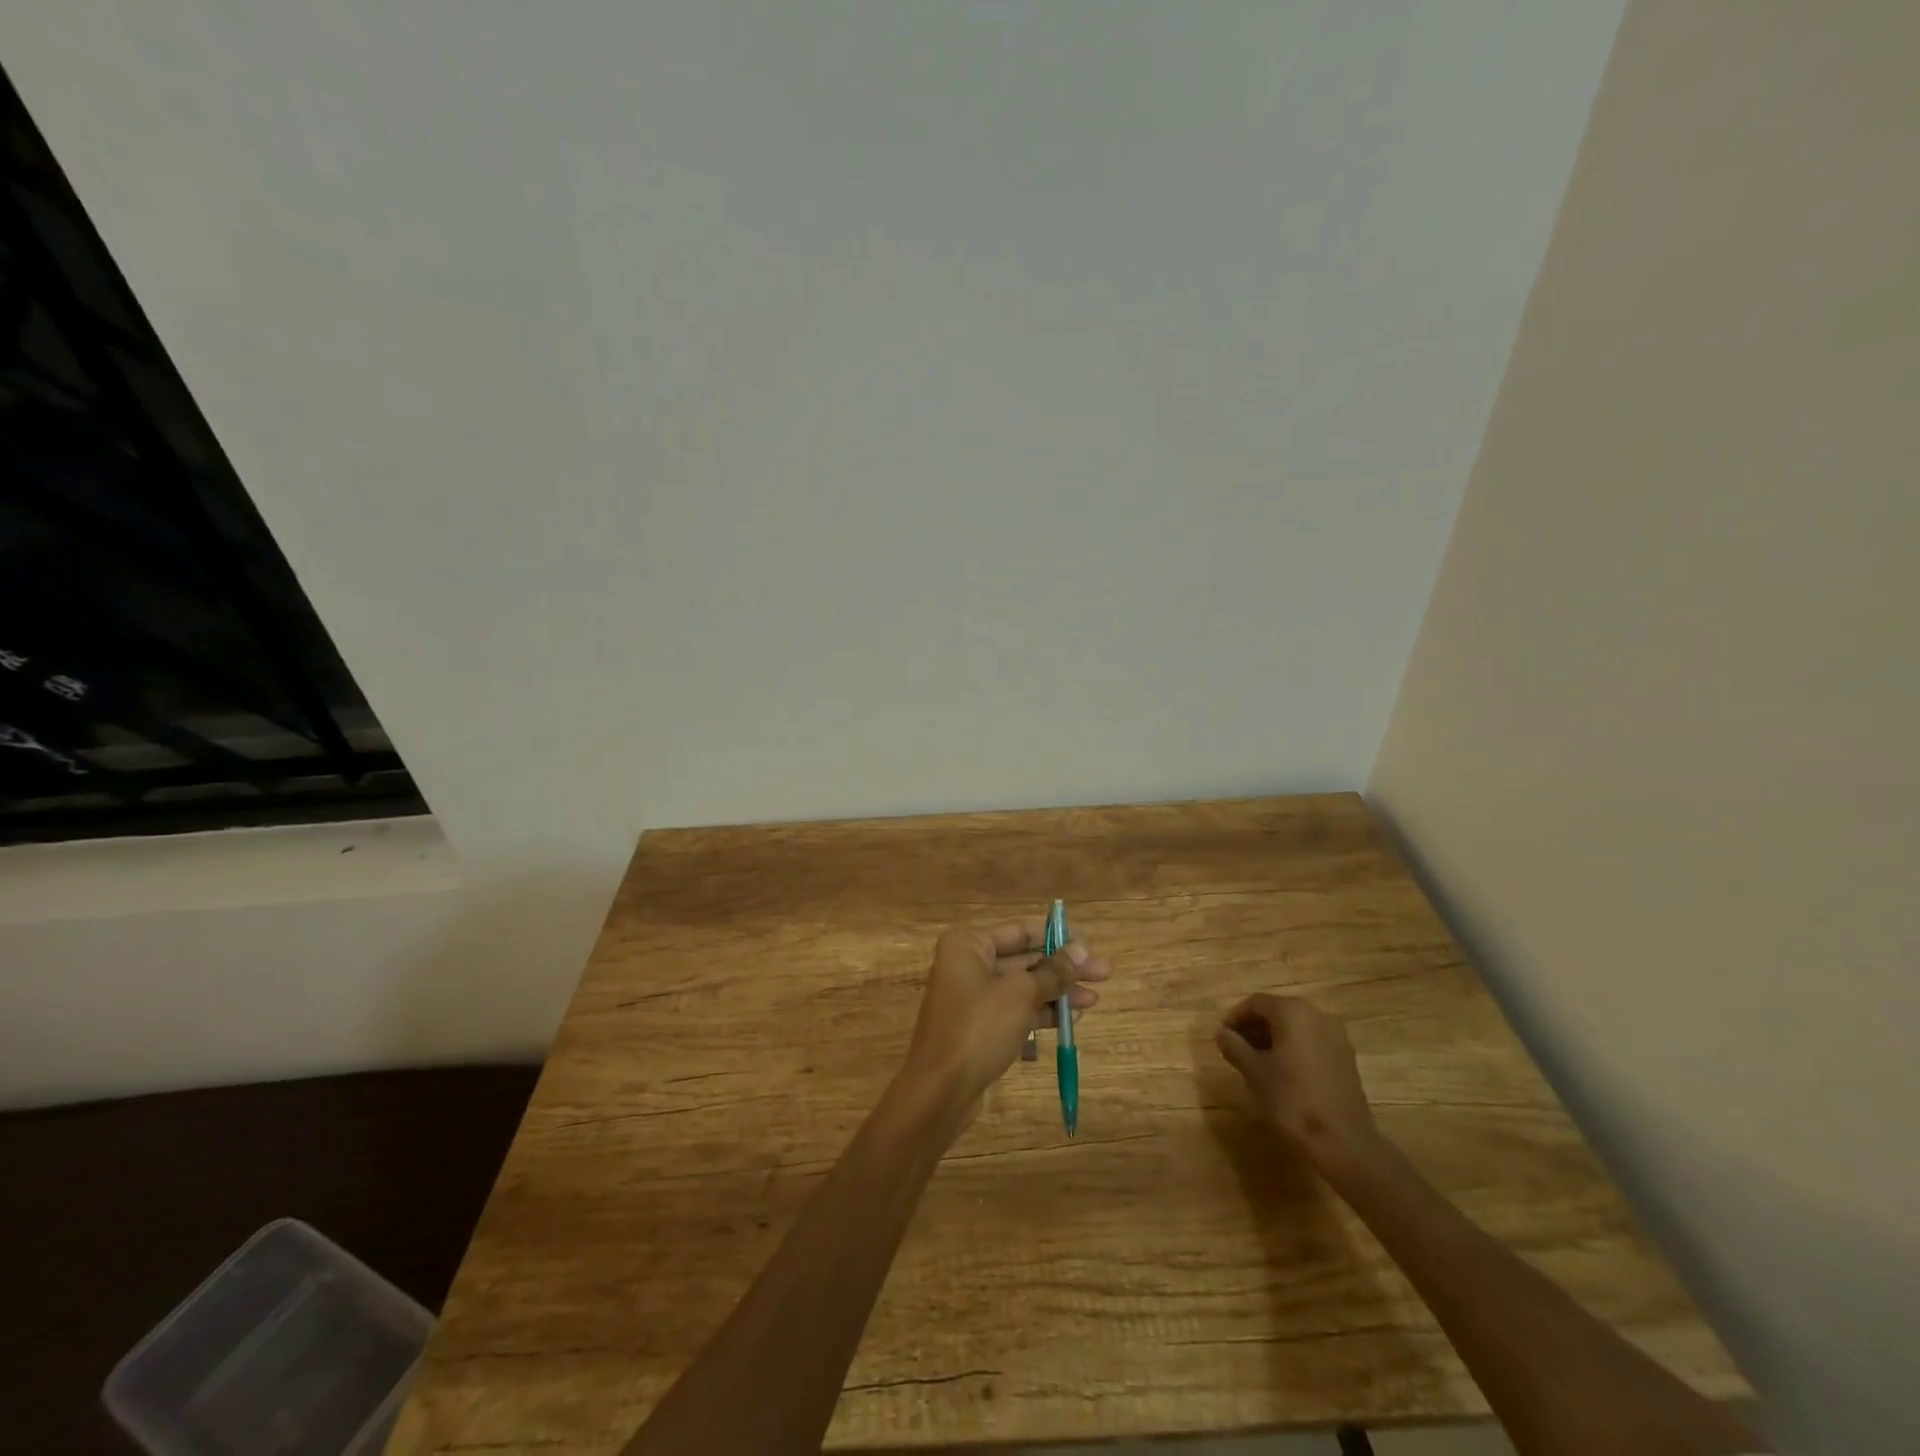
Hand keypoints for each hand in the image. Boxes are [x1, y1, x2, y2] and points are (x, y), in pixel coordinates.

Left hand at [900, 920, 1108, 1111]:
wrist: (940, 1090)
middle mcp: (967, 964)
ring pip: (1022, 987)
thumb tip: (1081, 949)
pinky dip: (1041, 1012)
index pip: (1021, 931)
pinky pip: (1015, 1010)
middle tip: (1104, 973)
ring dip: (1057, 992)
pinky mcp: (978, 1026)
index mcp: (969, 944)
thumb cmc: (979, 1028)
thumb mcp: (1021, 994)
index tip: (1090, 945)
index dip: (1057, 937)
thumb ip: (1053, 971)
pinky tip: (1070, 1019)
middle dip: (1063, 967)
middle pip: (1024, 958)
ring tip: (1094, 999)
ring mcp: (972, 997)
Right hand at [1215, 993, 1379, 1170]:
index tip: (1222, 1038)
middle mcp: (1318, 1015)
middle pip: (1277, 1012)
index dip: (1235, 1018)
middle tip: (1236, 1049)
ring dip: (1273, 1039)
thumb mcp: (1253, 1072)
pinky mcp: (1346, 1059)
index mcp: (1293, 1012)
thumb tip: (1222, 1034)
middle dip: (1254, 1028)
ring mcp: (1336, 1037)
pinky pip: (1312, 1042)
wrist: (1343, 1144)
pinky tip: (1282, 1073)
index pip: (1255, 1003)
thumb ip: (1234, 1046)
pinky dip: (1293, 1049)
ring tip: (1256, 1063)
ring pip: (1296, 1028)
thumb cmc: (1291, 1100)